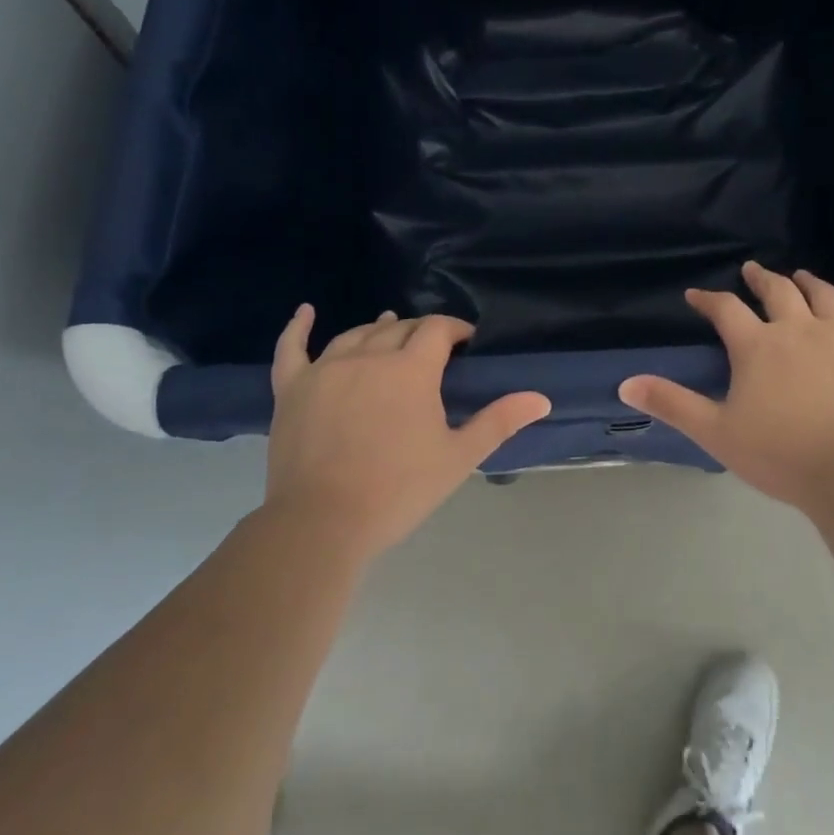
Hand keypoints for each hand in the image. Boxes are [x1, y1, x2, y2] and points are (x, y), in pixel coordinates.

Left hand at [264, 307, 550, 558]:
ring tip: (390, 326)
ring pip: (356, 334)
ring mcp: (325, 369)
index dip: (455, 329)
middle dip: (420, 332)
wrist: (323, 522)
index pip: (437, 330)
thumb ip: (500, 421)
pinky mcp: (293, 388)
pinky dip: (298, 327)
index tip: (467, 341)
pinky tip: (305, 311)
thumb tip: (541, 398)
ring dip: (378, 329)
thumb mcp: (459, 456)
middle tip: (433, 349)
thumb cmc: (399, 490)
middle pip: (398, 328)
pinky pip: (292, 348)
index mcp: (411, 369)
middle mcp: (369, 356)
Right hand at [618, 262, 833, 512]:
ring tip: (800, 276)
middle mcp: (799, 328)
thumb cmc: (780, 455)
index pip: (725, 309)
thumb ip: (671, 403)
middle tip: (752, 270)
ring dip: (808, 282)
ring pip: (824, 295)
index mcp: (757, 346)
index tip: (696, 296)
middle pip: (777, 291)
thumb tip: (625, 384)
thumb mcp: (715, 432)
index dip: (708, 299)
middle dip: (761, 278)